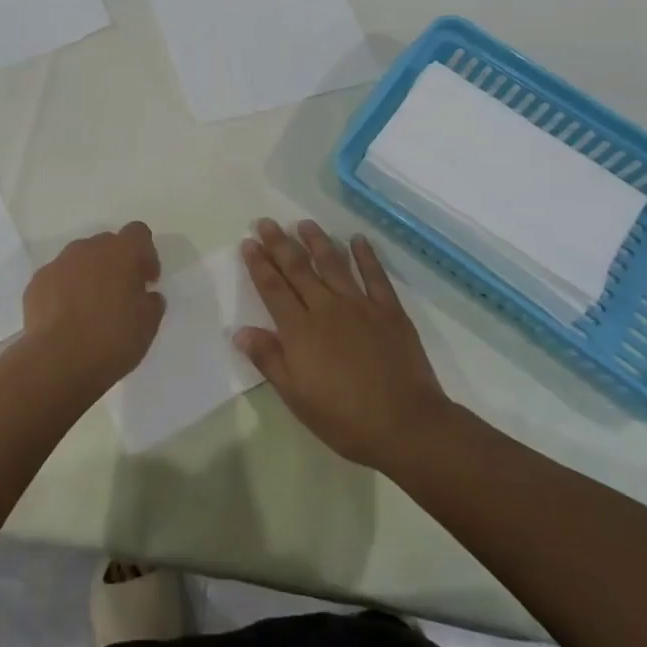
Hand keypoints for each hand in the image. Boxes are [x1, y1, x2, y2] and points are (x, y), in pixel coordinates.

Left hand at [21, 222, 165, 395]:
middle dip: (116, 264)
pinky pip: (57, 278)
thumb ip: (151, 302)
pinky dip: (64, 291)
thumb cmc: (111, 339)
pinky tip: (66, 318)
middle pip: (107, 244)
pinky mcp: (36, 283)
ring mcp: (58, 264)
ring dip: (88, 276)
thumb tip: (146, 295)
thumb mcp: (148, 325)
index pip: (138, 233)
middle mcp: (88, 248)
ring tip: (89, 309)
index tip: (146, 281)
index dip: (145, 254)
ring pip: (79, 260)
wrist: (57, 362)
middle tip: (120, 296)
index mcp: (120, 252)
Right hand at [237, 219, 451, 472]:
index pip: (273, 288)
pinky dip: (366, 255)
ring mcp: (360, 305)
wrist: (405, 424)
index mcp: (300, 330)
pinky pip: (375, 275)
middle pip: (298, 269)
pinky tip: (358, 239)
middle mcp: (326, 308)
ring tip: (304, 223)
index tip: (248, 242)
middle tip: (266, 222)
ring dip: (317, 241)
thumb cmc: (344, 418)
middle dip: (280, 244)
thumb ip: (269, 359)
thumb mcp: (296, 397)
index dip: (259, 264)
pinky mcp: (389, 310)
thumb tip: (240, 331)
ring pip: (333, 264)